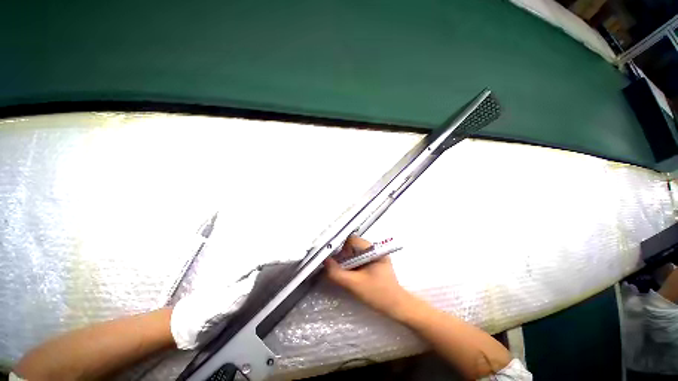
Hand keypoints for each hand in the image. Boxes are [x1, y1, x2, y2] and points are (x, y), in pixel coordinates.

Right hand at [324, 235, 411, 320]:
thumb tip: (325, 262)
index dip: (342, 248)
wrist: (397, 307)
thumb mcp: (355, 285)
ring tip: (345, 273)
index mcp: (373, 249)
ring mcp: (375, 255)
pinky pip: (359, 258)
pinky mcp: (375, 262)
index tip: (337, 261)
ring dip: (348, 261)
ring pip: (355, 252)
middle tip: (340, 268)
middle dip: (344, 256)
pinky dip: (353, 264)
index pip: (352, 240)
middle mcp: (375, 249)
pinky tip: (352, 275)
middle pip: (353, 245)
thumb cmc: (378, 294)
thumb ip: (337, 273)